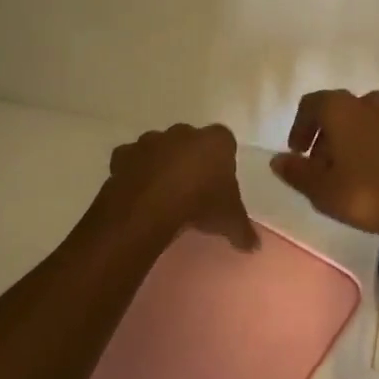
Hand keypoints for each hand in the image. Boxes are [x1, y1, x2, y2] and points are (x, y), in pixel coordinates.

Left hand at [102, 122, 258, 251]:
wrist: (150, 207)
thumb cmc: (200, 204)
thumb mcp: (229, 221)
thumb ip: (243, 230)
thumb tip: (254, 246)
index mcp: (216, 141)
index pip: (225, 142)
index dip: (222, 161)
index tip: (219, 182)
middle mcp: (184, 132)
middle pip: (191, 141)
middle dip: (191, 159)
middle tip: (192, 188)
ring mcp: (151, 140)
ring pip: (159, 148)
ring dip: (161, 163)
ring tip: (163, 194)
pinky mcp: (124, 154)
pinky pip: (131, 160)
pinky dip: (134, 172)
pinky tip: (138, 193)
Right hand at [269, 89, 378, 241]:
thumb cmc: (370, 193)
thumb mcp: (323, 191)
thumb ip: (297, 173)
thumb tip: (278, 160)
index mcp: (342, 109)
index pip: (312, 104)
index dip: (299, 126)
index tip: (297, 153)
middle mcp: (369, 105)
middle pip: (339, 110)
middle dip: (325, 135)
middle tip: (320, 167)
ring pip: (365, 121)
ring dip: (351, 141)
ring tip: (347, 172)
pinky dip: (374, 149)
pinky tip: (375, 177)